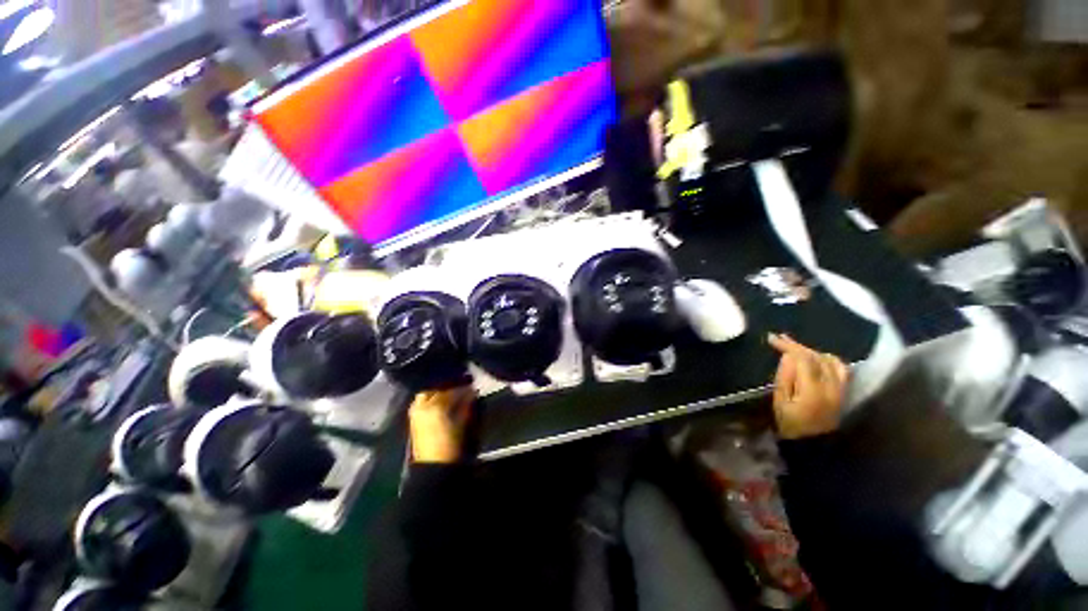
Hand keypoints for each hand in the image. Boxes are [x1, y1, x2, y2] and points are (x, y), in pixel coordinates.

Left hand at [409, 387, 474, 462]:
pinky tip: (441, 400)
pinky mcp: (414, 418)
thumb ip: (467, 403)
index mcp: (436, 405)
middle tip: (460, 386)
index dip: (463, 385)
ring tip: (450, 392)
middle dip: (448, 385)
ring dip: (439, 390)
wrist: (435, 467)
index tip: (471, 384)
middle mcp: (423, 405)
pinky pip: (422, 401)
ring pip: (428, 393)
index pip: (451, 388)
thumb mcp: (464, 422)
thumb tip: (471, 391)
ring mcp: (416, 411)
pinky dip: (432, 397)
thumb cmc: (453, 444)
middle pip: (437, 387)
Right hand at [768, 333, 849, 439]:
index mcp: (813, 391)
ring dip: (813, 351)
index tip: (772, 339)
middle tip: (780, 339)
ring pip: (831, 361)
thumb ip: (784, 377)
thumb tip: (787, 356)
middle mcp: (832, 387)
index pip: (803, 359)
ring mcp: (841, 390)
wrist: (813, 445)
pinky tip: (816, 358)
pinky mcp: (844, 392)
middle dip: (798, 346)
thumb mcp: (779, 402)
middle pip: (818, 357)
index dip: (788, 346)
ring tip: (797, 349)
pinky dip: (827, 359)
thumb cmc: (790, 424)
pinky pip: (841, 369)